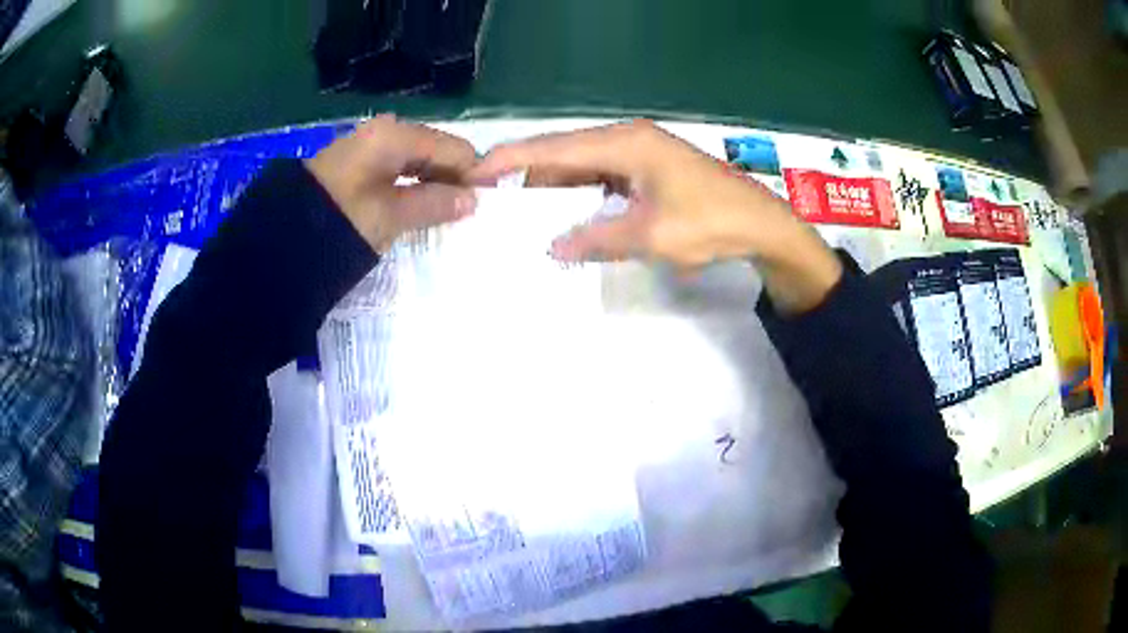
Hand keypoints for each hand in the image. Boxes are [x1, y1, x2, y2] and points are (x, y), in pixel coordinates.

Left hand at [305, 115, 477, 252]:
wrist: (282, 235)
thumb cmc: (339, 221)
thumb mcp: (391, 215)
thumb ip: (436, 204)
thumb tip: (474, 200)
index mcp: (397, 135)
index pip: (456, 149)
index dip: (474, 176)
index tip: (483, 207)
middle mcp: (386, 130)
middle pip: (438, 151)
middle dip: (453, 180)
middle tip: (462, 216)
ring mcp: (370, 144)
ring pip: (418, 161)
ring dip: (432, 185)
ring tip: (440, 216)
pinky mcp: (358, 161)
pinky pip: (398, 168)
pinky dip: (411, 186)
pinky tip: (414, 208)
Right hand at [471, 120, 842, 312]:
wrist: (761, 224)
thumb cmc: (709, 224)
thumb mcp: (649, 235)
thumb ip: (595, 239)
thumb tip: (551, 248)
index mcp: (623, 143)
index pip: (552, 148)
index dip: (509, 159)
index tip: (473, 173)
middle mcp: (625, 139)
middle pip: (562, 153)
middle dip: (525, 175)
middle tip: (489, 199)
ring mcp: (638, 152)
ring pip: (581, 166)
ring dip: (552, 187)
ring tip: (516, 211)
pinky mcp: (647, 168)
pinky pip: (601, 177)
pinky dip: (578, 195)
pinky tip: (563, 214)